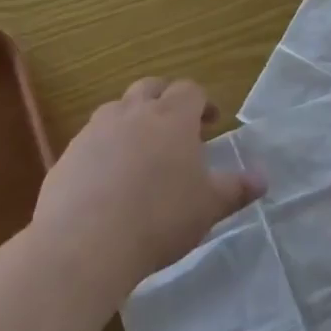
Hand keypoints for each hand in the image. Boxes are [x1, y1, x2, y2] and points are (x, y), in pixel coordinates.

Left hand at [34, 77, 262, 297]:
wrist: (84, 243)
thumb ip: (236, 189)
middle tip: (176, 125)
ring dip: (131, 119)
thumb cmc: (159, 218)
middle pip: (150, 87)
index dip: (203, 102)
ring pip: (116, 109)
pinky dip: (104, 148)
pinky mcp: (67, 156)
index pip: (190, 90)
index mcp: (172, 117)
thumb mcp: (208, 207)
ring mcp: (94, 131)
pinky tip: (108, 179)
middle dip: (165, 99)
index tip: (210, 123)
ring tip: (140, 150)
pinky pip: (90, 140)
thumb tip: (263, 178)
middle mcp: (132, 113)